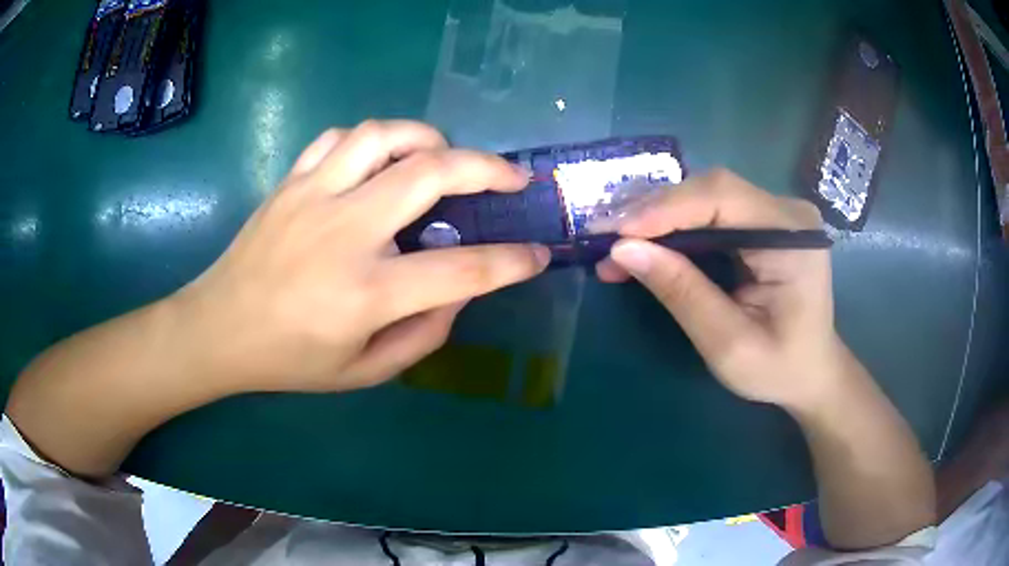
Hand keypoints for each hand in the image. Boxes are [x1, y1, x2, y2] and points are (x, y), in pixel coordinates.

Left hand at [171, 120, 548, 392]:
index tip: (538, 253)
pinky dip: (373, 140)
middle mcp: (344, 232)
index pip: (462, 270)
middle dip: (488, 169)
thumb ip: (423, 335)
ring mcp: (312, 196)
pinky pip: (340, 137)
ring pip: (384, 135)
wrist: (218, 329)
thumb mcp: (364, 372)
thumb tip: (461, 291)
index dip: (512, 261)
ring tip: (445, 156)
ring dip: (429, 138)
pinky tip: (382, 160)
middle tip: (512, 178)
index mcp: (366, 293)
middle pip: (432, 173)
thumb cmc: (290, 360)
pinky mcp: (290, 181)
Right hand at [597, 168, 842, 409]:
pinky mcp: (764, 221)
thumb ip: (682, 293)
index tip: (616, 235)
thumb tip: (623, 250)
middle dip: (655, 213)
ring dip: (660, 219)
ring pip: (706, 197)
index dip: (666, 208)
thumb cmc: (778, 368)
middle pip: (711, 190)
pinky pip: (713, 212)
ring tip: (619, 245)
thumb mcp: (728, 343)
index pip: (722, 197)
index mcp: (792, 238)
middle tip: (605, 239)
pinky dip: (676, 228)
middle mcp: (787, 211)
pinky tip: (649, 244)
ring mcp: (776, 212)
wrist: (812, 372)